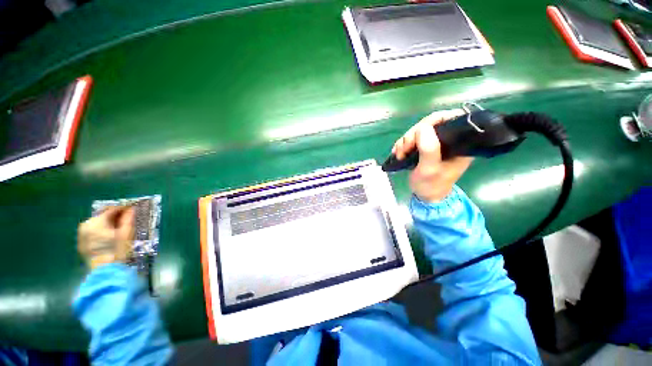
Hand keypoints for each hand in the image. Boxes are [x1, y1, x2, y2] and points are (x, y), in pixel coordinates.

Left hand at [78, 206, 134, 269]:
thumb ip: (128, 219)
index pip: (111, 210)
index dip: (123, 209)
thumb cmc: (118, 251)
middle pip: (103, 216)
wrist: (106, 271)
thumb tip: (131, 208)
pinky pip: (92, 233)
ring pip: (97, 224)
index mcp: (96, 222)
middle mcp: (86, 225)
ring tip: (118, 228)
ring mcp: (81, 235)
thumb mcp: (126, 234)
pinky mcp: (81, 244)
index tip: (132, 209)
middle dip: (114, 217)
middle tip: (126, 219)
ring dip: (107, 224)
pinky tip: (109, 237)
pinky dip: (101, 232)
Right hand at [392, 109, 473, 202]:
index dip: (433, 121)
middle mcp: (450, 139)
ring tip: (399, 154)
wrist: (425, 196)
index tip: (417, 133)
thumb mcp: (430, 170)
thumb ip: (429, 150)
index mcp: (460, 143)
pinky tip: (398, 153)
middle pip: (431, 124)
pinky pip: (412, 138)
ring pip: (419, 131)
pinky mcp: (426, 146)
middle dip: (413, 135)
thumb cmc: (431, 185)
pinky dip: (403, 144)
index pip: (451, 119)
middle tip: (403, 149)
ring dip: (405, 141)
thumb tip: (423, 128)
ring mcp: (436, 143)